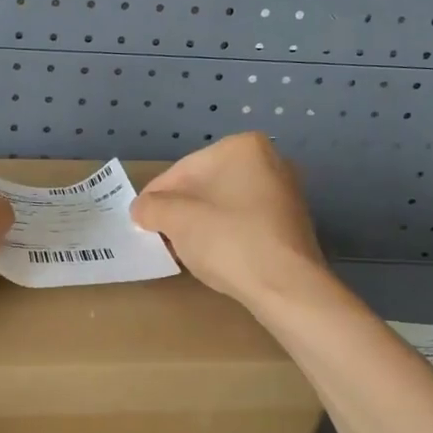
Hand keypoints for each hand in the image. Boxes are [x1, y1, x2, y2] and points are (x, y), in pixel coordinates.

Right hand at [130, 133, 324, 302]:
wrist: (286, 285)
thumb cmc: (227, 240)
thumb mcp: (176, 219)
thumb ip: (151, 207)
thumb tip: (141, 209)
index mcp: (241, 147)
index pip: (181, 171)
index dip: (155, 197)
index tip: (140, 220)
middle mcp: (269, 160)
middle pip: (205, 185)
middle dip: (180, 210)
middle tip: (160, 235)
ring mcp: (285, 191)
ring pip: (225, 204)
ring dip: (201, 223)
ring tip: (184, 249)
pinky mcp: (292, 222)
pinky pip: (246, 221)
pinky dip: (226, 234)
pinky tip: (215, 256)